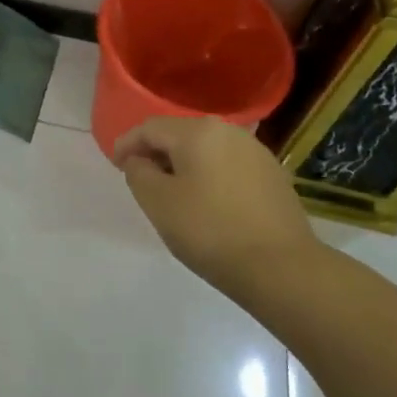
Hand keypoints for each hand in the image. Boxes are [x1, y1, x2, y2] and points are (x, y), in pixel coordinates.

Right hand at [112, 117, 315, 298]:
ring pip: (207, 150)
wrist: (281, 268)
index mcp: (197, 131)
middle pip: (180, 134)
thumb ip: (138, 173)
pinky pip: (229, 166)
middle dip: (156, 153)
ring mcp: (255, 152)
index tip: (115, 165)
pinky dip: (210, 177)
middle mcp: (228, 131)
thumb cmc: (210, 231)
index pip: (150, 128)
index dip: (127, 144)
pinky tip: (208, 203)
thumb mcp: (158, 203)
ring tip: (173, 193)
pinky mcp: (273, 175)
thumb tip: (140, 160)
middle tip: (141, 178)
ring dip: (185, 165)